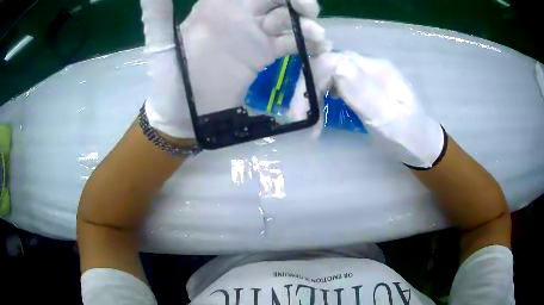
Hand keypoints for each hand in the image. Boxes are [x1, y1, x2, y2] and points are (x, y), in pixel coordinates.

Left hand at [140, 0, 331, 137]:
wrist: (186, 116)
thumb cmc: (171, 83)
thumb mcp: (162, 48)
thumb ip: (159, 16)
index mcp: (215, 8)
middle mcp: (237, 15)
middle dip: (295, 1)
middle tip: (310, 11)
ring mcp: (253, 34)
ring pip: (286, 19)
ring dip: (305, 24)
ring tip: (317, 37)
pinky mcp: (264, 54)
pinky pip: (290, 42)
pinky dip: (306, 44)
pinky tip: (318, 48)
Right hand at [289, 52, 444, 168]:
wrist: (421, 144)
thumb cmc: (408, 136)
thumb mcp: (389, 118)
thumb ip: (365, 92)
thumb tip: (337, 65)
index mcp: (376, 70)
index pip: (333, 61)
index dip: (312, 81)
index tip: (302, 112)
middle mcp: (368, 67)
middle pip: (327, 66)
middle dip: (308, 91)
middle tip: (300, 119)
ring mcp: (365, 76)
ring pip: (328, 76)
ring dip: (313, 96)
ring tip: (310, 122)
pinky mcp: (363, 87)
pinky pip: (335, 86)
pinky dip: (322, 99)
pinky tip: (321, 112)